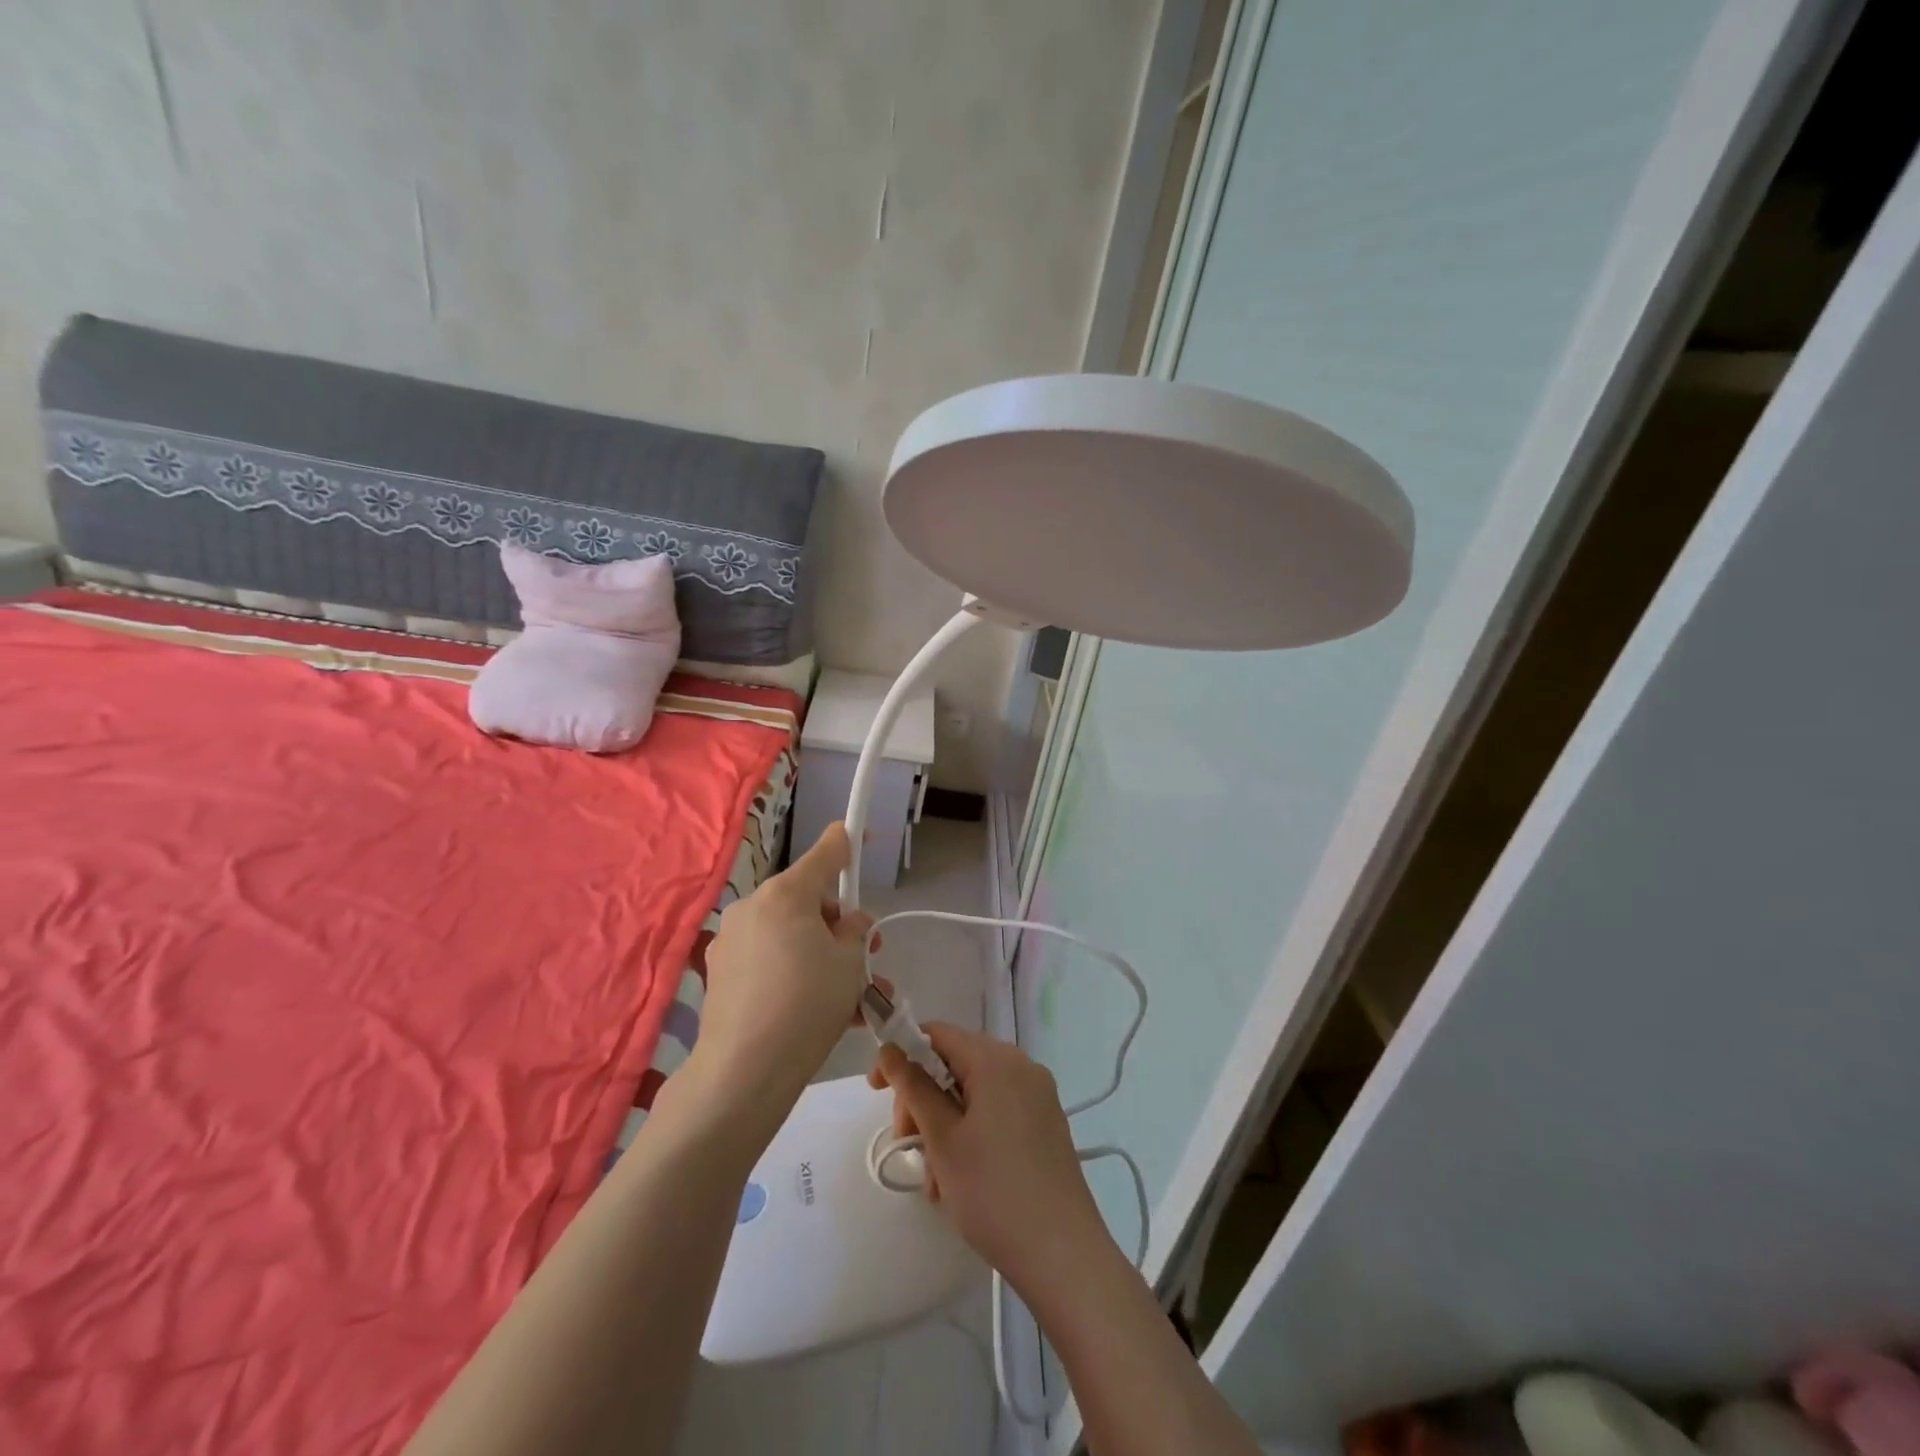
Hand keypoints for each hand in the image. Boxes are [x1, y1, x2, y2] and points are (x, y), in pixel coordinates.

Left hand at [693, 823, 875, 1124]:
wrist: (745, 1071)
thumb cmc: (808, 1003)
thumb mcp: (850, 962)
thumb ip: (855, 931)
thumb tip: (847, 923)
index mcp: (786, 894)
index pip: (824, 854)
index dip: (846, 842)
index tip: (857, 831)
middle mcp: (753, 908)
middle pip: (807, 901)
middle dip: (839, 925)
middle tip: (868, 958)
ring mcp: (732, 942)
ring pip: (791, 937)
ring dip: (822, 956)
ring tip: (855, 998)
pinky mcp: (721, 975)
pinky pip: (770, 962)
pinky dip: (796, 974)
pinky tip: (820, 1012)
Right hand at [868, 1022, 1109, 1301]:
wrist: (1063, 1255)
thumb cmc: (993, 1193)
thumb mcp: (942, 1140)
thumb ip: (913, 1088)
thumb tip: (891, 1050)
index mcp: (996, 1060)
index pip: (937, 1034)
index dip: (902, 1055)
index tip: (877, 1091)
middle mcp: (1021, 1065)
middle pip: (956, 1062)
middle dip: (923, 1098)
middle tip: (907, 1142)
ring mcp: (1038, 1094)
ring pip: (974, 1092)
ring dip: (944, 1123)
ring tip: (934, 1177)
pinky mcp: (1046, 1122)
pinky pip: (997, 1110)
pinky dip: (971, 1132)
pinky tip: (960, 1177)